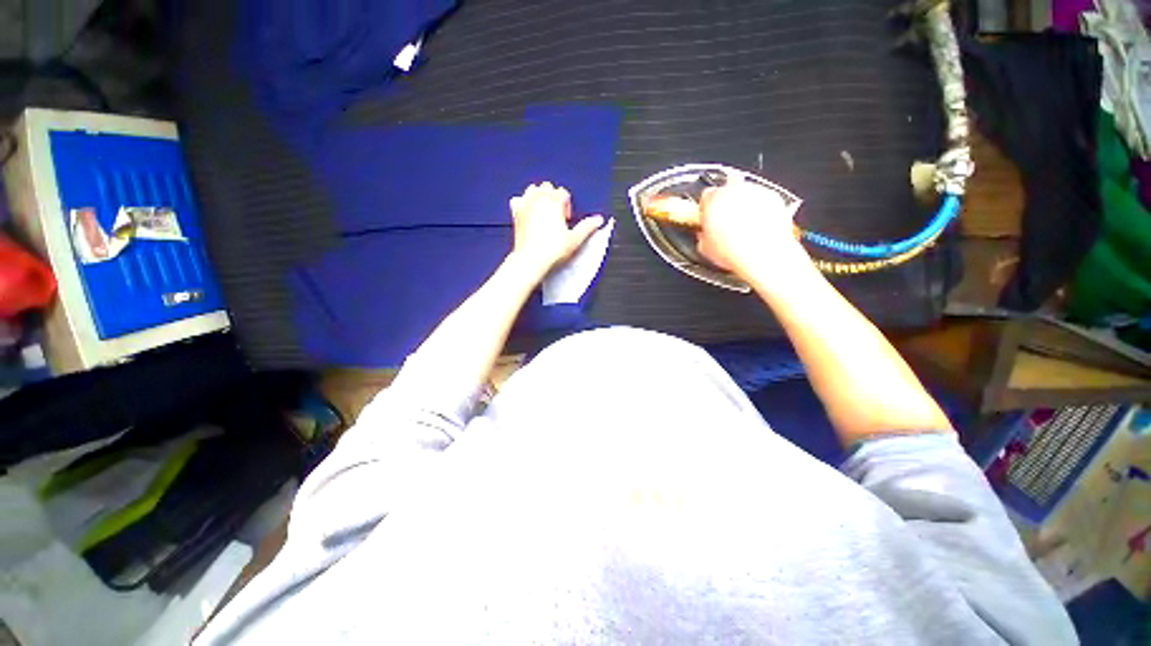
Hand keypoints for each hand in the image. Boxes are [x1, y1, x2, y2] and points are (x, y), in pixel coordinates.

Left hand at [509, 182, 603, 277]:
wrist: (531, 260)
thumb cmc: (552, 251)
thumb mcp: (575, 239)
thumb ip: (588, 227)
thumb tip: (598, 220)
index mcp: (554, 201)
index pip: (563, 193)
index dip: (567, 205)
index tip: (567, 219)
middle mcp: (539, 199)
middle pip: (548, 187)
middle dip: (554, 198)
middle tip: (557, 216)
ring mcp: (525, 204)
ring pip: (533, 189)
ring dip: (539, 196)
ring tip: (544, 212)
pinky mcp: (516, 213)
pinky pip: (518, 199)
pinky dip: (523, 203)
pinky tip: (528, 213)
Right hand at [696, 176, 805, 278]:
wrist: (764, 255)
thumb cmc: (733, 251)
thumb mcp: (705, 248)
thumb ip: (703, 235)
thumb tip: (704, 235)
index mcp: (714, 199)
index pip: (706, 195)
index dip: (706, 207)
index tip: (708, 217)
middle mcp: (735, 190)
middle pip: (728, 186)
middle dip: (726, 200)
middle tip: (726, 219)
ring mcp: (756, 191)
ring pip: (747, 192)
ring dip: (744, 204)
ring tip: (744, 226)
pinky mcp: (774, 197)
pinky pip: (764, 199)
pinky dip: (761, 209)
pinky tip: (758, 226)